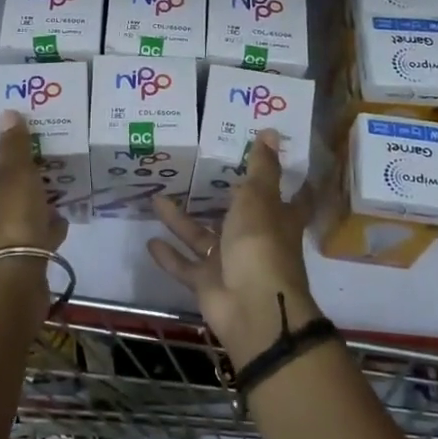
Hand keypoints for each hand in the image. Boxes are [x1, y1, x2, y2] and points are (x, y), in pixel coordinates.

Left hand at [0, 113, 68, 265]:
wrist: (12, 288)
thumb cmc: (11, 224)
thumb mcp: (18, 177)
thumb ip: (14, 147)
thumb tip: (5, 113)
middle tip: (17, 171)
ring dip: (19, 207)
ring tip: (46, 195)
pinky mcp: (9, 265)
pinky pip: (24, 242)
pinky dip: (40, 232)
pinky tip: (60, 224)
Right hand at [148, 130, 318, 366]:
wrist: (251, 306)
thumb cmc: (260, 243)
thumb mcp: (259, 198)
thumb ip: (260, 167)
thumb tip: (270, 132)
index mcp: (277, 219)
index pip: (288, 198)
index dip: (284, 181)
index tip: (272, 164)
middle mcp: (255, 240)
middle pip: (237, 216)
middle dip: (219, 199)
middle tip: (195, 174)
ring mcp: (231, 264)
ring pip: (203, 238)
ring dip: (180, 221)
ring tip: (156, 199)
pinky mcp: (209, 284)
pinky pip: (186, 266)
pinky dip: (169, 256)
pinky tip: (149, 240)